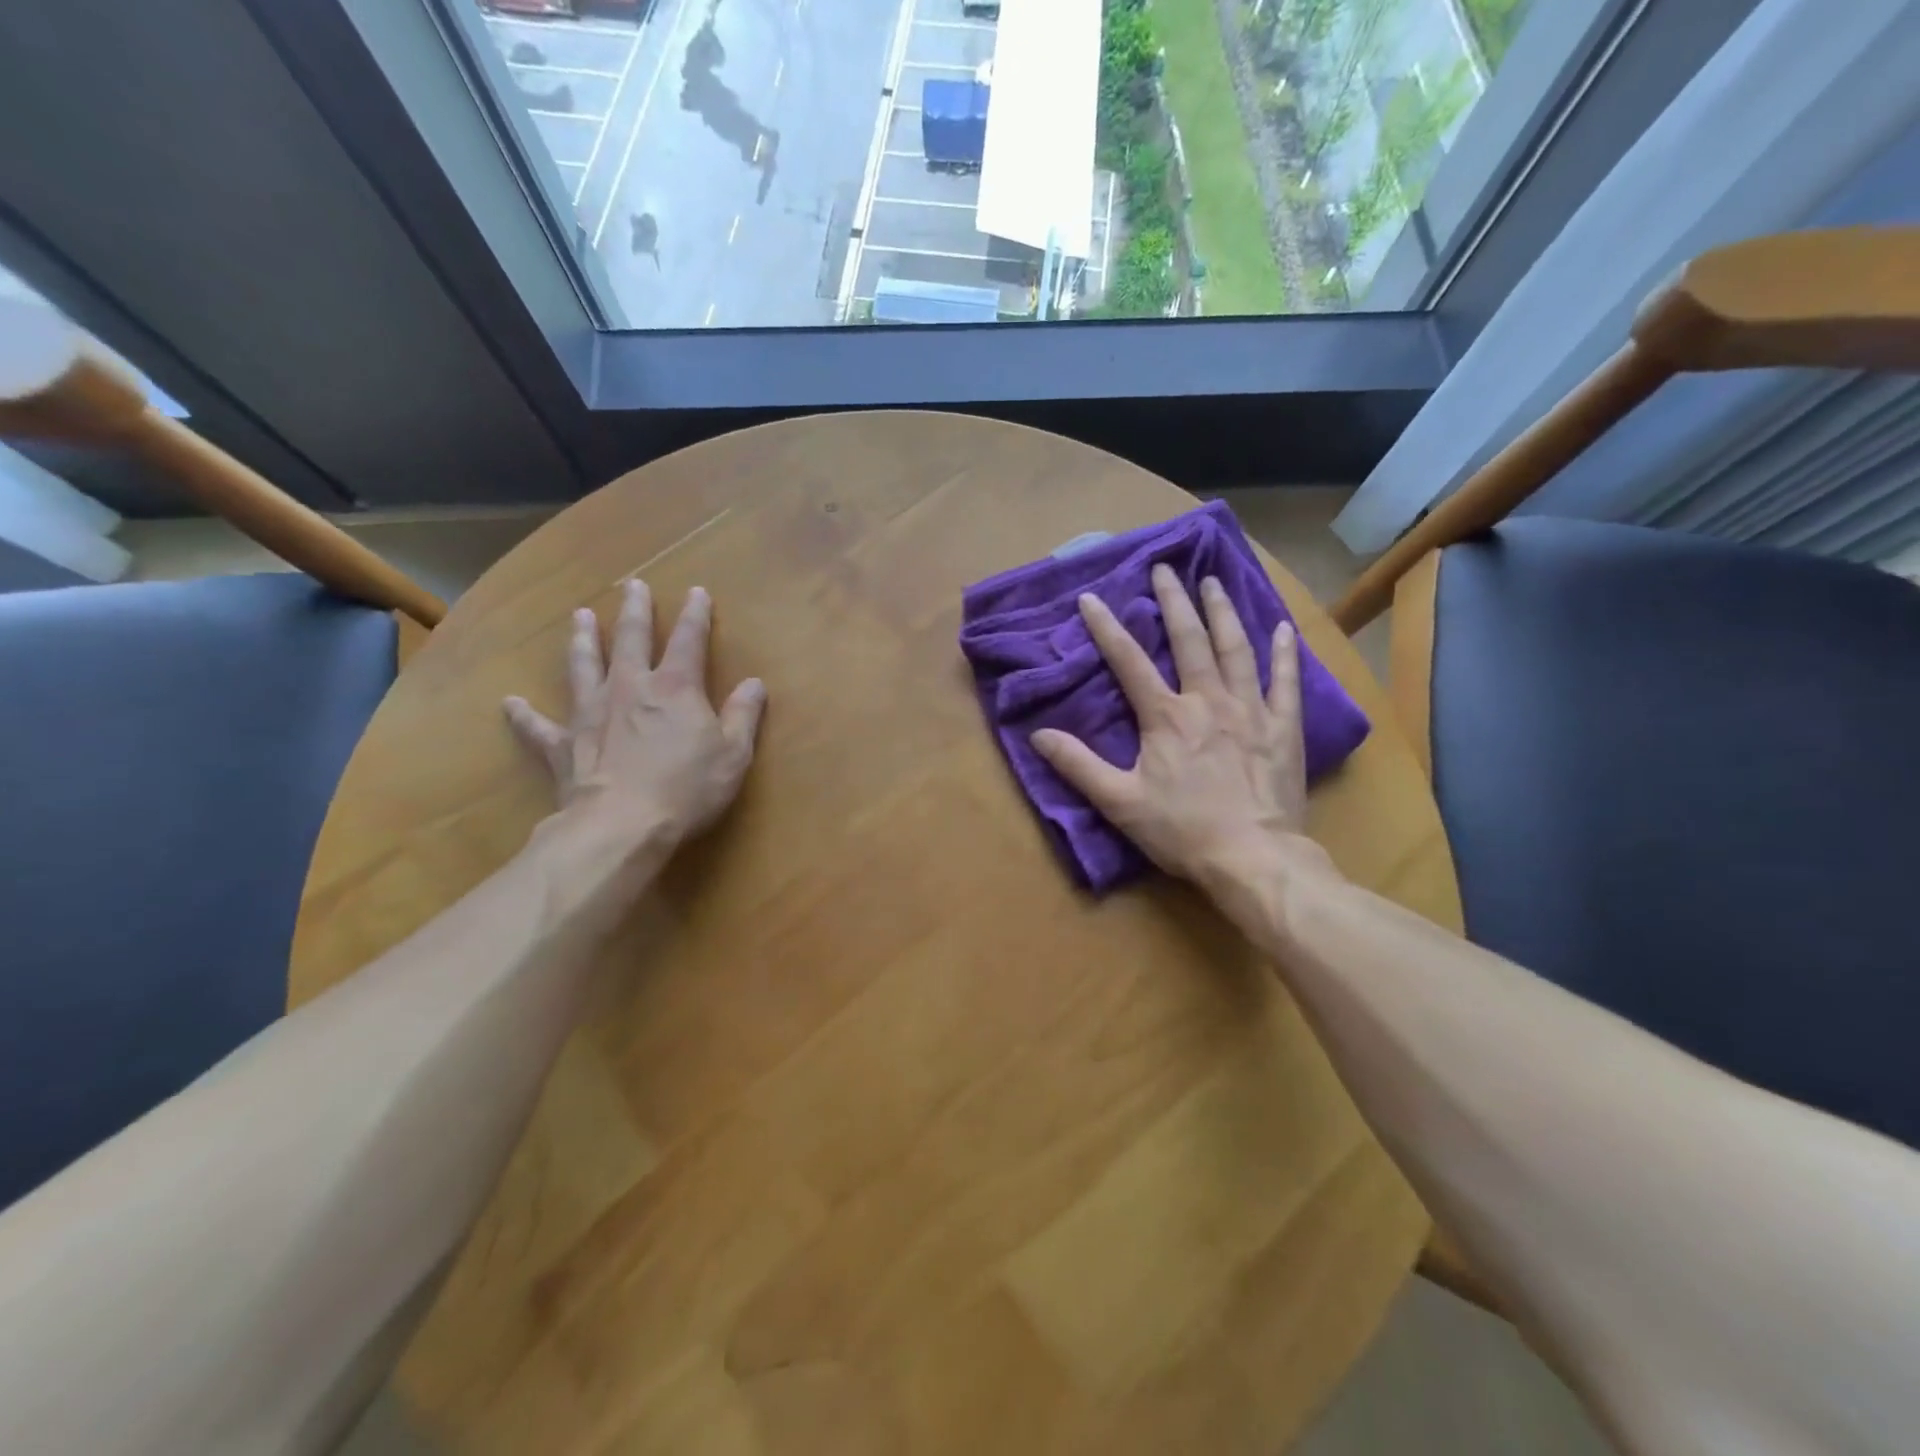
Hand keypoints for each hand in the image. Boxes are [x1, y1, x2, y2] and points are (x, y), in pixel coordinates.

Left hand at [504, 579, 764, 856]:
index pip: (688, 640)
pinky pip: (538, 727)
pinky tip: (510, 703)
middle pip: (629, 639)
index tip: (697, 592)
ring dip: (582, 641)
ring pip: (583, 666)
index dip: (695, 615)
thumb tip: (755, 683)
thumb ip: (743, 715)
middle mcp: (629, 688)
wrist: (621, 826)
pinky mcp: (563, 745)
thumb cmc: (686, 789)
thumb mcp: (733, 754)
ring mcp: (590, 713)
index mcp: (674, 688)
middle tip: (632, 586)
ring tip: (579, 617)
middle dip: (634, 611)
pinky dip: (524, 715)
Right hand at [1031, 564, 1333, 894]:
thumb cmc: (1182, 830)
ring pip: (1235, 648)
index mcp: (1165, 716)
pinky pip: (1285, 681)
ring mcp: (1250, 709)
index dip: (1106, 628)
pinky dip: (1284, 652)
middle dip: (1174, 601)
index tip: (1091, 598)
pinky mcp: (1282, 727)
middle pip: (1189, 640)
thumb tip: (1038, 736)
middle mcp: (1207, 700)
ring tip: (1213, 582)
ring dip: (1222, 612)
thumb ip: (1078, 765)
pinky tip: (1283, 628)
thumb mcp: (1119, 802)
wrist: (1252, 856)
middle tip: (1165, 569)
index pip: (1128, 662)